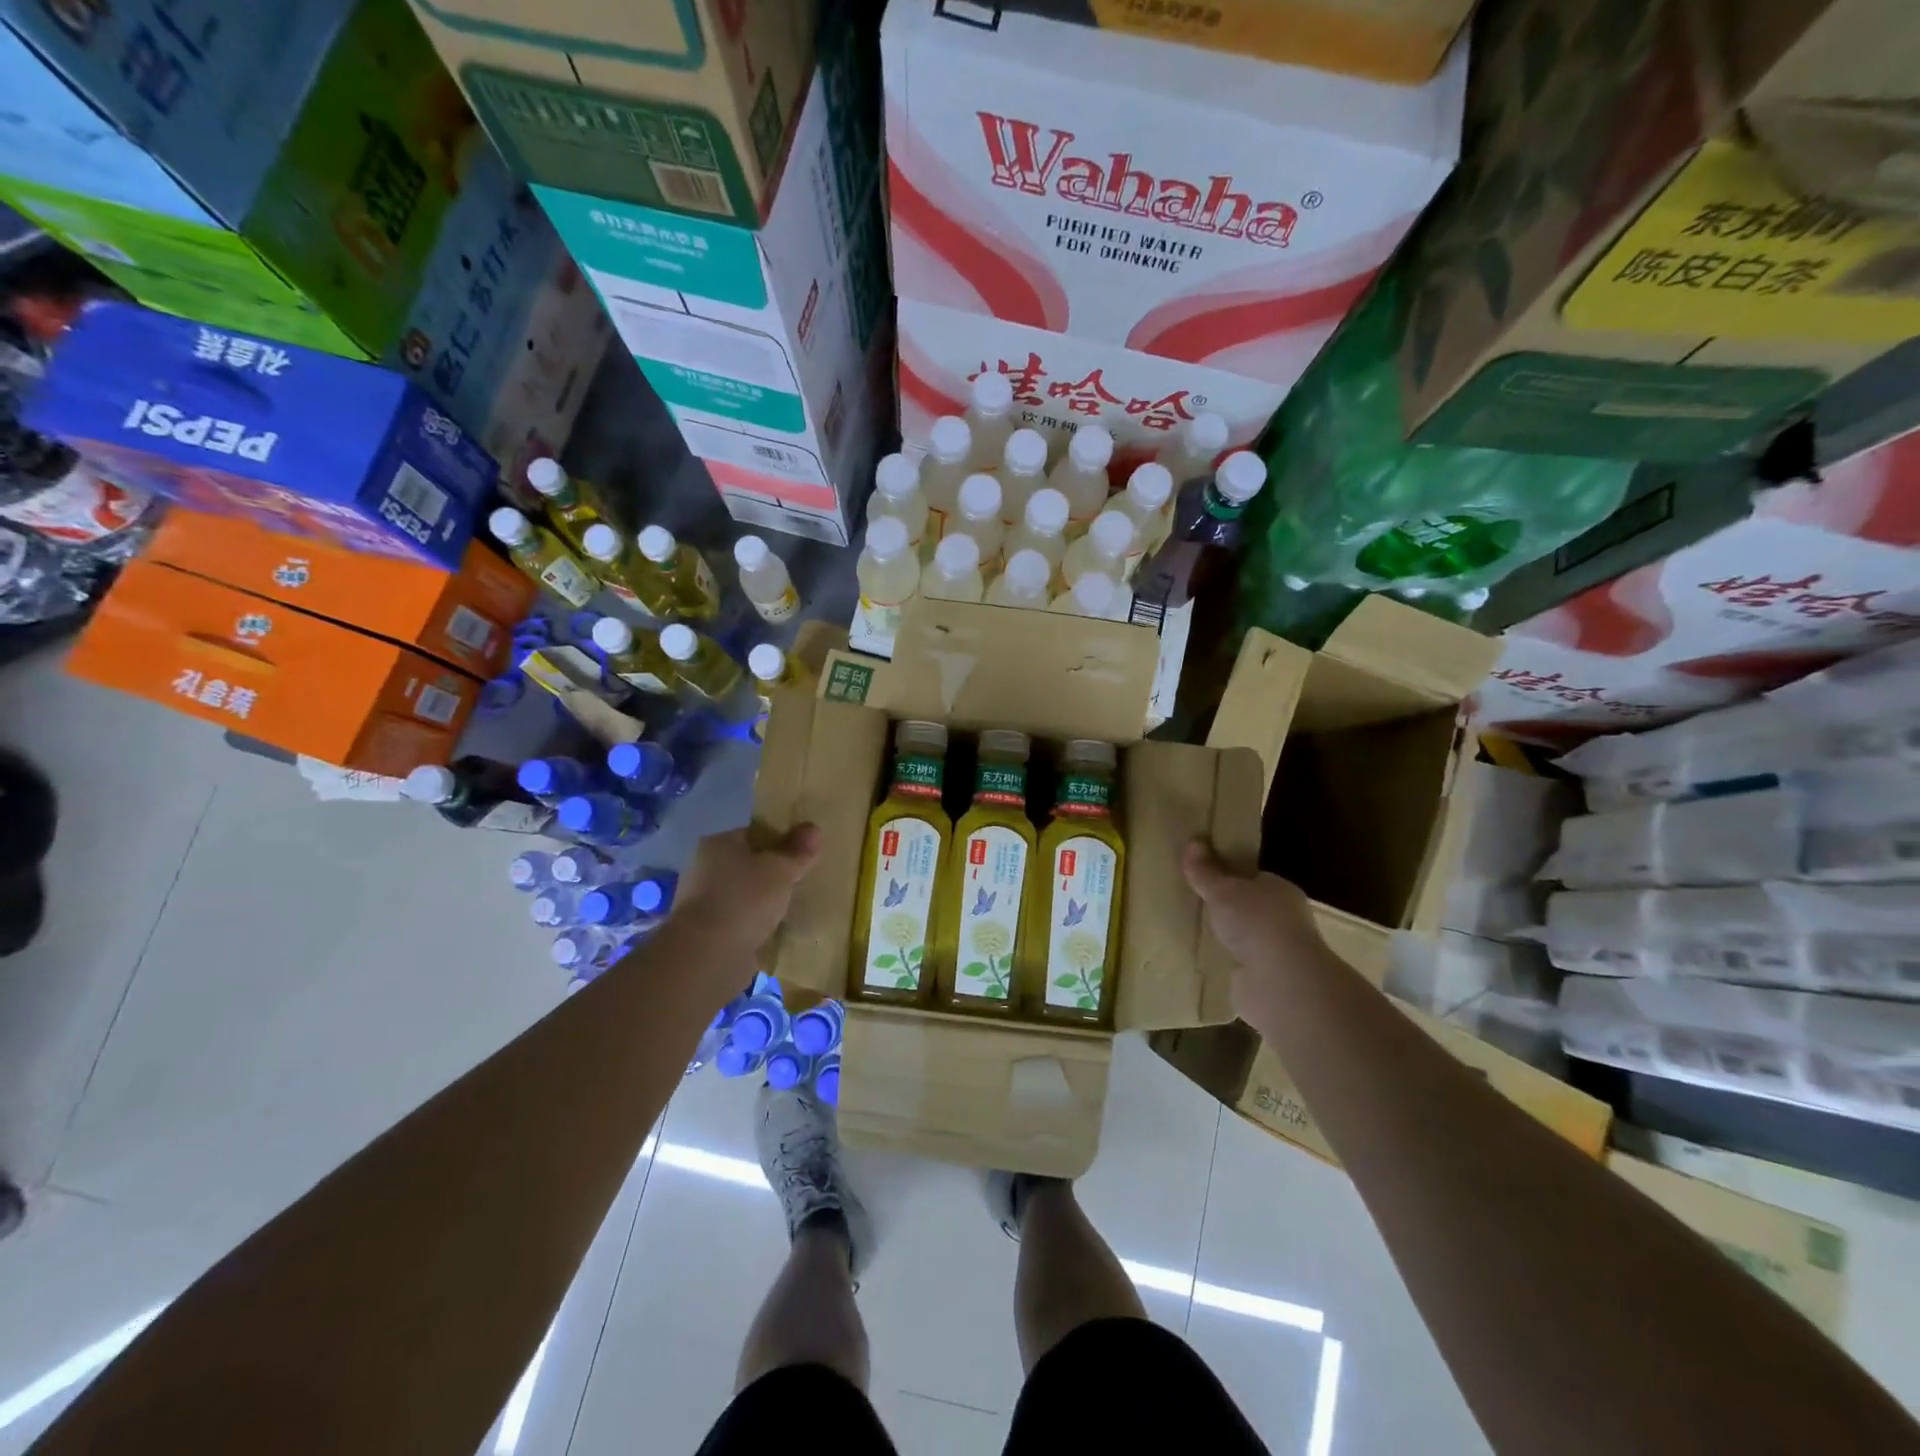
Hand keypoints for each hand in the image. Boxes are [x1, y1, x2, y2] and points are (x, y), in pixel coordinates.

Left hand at [671, 824, 821, 960]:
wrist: (708, 956)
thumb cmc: (745, 900)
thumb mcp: (781, 870)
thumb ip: (798, 851)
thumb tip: (813, 828)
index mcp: (718, 844)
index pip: (754, 835)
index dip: (780, 843)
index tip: (802, 856)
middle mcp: (705, 869)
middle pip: (748, 866)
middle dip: (772, 875)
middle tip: (802, 882)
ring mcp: (703, 903)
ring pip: (744, 896)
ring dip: (764, 903)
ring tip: (793, 909)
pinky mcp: (707, 933)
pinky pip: (740, 922)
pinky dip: (755, 926)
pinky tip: (776, 932)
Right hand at [1182, 840, 1325, 1023]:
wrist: (1280, 983)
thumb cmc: (1256, 923)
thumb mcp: (1223, 890)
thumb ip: (1206, 871)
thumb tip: (1192, 842)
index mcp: (1280, 891)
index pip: (1253, 878)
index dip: (1230, 876)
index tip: (1203, 876)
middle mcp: (1284, 920)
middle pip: (1248, 908)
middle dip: (1225, 908)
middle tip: (1192, 903)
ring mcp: (1276, 952)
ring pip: (1244, 938)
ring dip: (1225, 937)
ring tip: (1192, 931)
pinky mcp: (1266, 980)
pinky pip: (1239, 965)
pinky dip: (1225, 962)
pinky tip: (1203, 960)